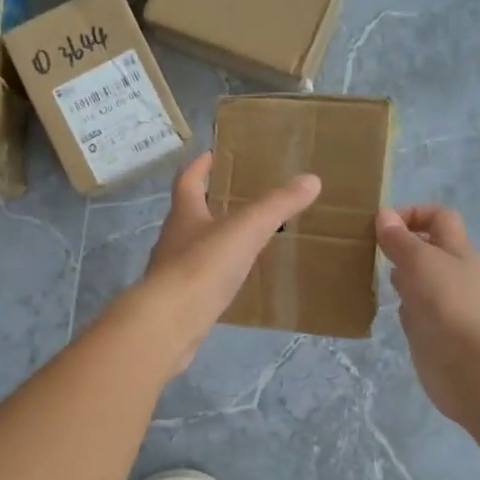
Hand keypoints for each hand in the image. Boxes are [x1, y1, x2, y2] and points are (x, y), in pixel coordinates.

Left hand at [137, 153, 321, 374]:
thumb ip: (277, 206)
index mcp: (184, 215)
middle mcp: (172, 240)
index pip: (187, 181)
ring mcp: (171, 274)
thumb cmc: (202, 267)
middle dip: (206, 205)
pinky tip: (229, 284)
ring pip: (191, 250)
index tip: (210, 155)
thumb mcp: (245, 230)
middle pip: (186, 215)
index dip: (198, 166)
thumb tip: (311, 179)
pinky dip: (212, 277)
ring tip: (238, 242)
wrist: (168, 324)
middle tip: (232, 199)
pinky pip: (197, 282)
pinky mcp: (177, 303)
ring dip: (209, 242)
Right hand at [376, 205, 479, 424]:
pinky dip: (397, 303)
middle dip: (399, 244)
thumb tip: (384, 214)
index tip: (383, 224)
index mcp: (456, 250)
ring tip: (366, 272)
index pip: (439, 218)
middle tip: (367, 247)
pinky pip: (411, 307)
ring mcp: (441, 302)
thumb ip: (400, 239)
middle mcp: (451, 273)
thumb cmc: (446, 303)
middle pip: (427, 247)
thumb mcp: (420, 260)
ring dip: (395, 273)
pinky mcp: (429, 328)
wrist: (467, 365)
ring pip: (416, 277)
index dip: (414, 213)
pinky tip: (381, 304)